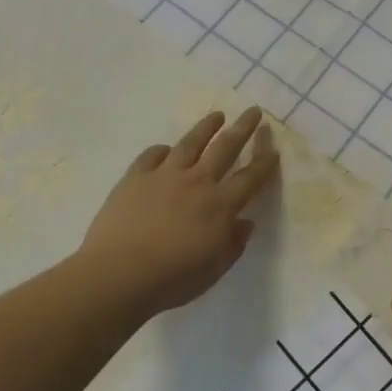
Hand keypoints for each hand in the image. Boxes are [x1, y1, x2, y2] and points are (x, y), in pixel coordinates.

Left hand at [80, 107, 278, 314]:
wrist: (118, 275)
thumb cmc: (172, 279)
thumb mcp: (214, 269)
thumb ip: (234, 244)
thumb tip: (245, 222)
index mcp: (220, 205)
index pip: (250, 178)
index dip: (265, 163)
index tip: (273, 150)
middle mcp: (197, 182)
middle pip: (225, 147)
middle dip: (243, 128)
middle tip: (253, 111)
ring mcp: (164, 175)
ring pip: (191, 142)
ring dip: (206, 127)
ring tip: (216, 115)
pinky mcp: (135, 177)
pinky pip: (152, 155)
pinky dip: (162, 150)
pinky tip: (165, 150)